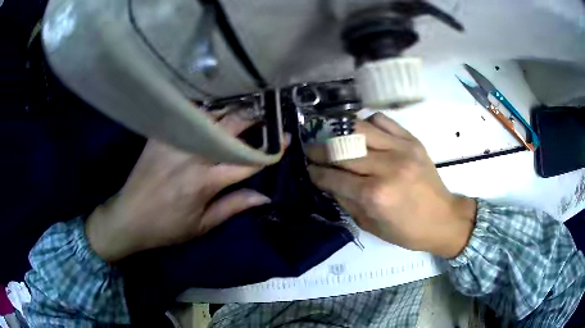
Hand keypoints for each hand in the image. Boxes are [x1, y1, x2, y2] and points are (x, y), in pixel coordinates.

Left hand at [86, 111, 285, 261]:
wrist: (129, 217)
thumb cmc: (167, 227)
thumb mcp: (202, 225)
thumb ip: (234, 206)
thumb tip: (264, 196)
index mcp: (205, 182)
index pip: (248, 161)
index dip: (271, 150)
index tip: (285, 139)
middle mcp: (193, 156)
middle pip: (231, 128)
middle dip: (254, 120)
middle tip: (266, 117)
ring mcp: (175, 141)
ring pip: (211, 115)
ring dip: (231, 111)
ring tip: (243, 111)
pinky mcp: (161, 134)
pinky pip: (186, 114)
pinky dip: (204, 110)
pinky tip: (213, 110)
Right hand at [307, 113, 476, 257]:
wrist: (443, 218)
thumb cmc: (407, 231)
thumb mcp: (370, 225)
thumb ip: (346, 201)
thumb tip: (327, 181)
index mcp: (375, 195)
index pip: (333, 177)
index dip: (315, 172)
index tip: (307, 168)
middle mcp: (387, 167)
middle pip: (342, 149)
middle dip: (319, 149)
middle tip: (311, 151)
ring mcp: (401, 149)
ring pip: (359, 128)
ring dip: (338, 132)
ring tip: (331, 137)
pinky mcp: (412, 140)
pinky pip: (382, 120)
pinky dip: (366, 123)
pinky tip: (362, 133)